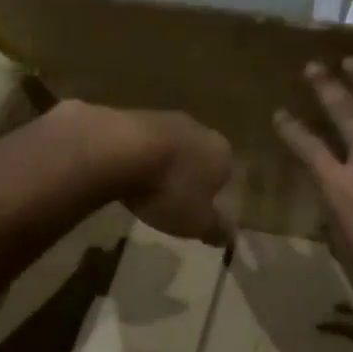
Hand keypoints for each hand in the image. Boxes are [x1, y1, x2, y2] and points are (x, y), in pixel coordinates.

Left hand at [106, 107, 234, 244]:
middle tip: (169, 200)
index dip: (211, 193)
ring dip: (160, 164)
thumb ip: (217, 229)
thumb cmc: (170, 189)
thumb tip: (232, 236)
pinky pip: (141, 141)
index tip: (195, 209)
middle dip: (186, 176)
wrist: (121, 150)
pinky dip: (136, 155)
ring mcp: (165, 118)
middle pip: (197, 156)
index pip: (224, 174)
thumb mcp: (197, 222)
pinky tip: (122, 171)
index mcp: (222, 153)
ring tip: (143, 188)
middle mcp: (199, 129)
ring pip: (169, 146)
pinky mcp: (133, 115)